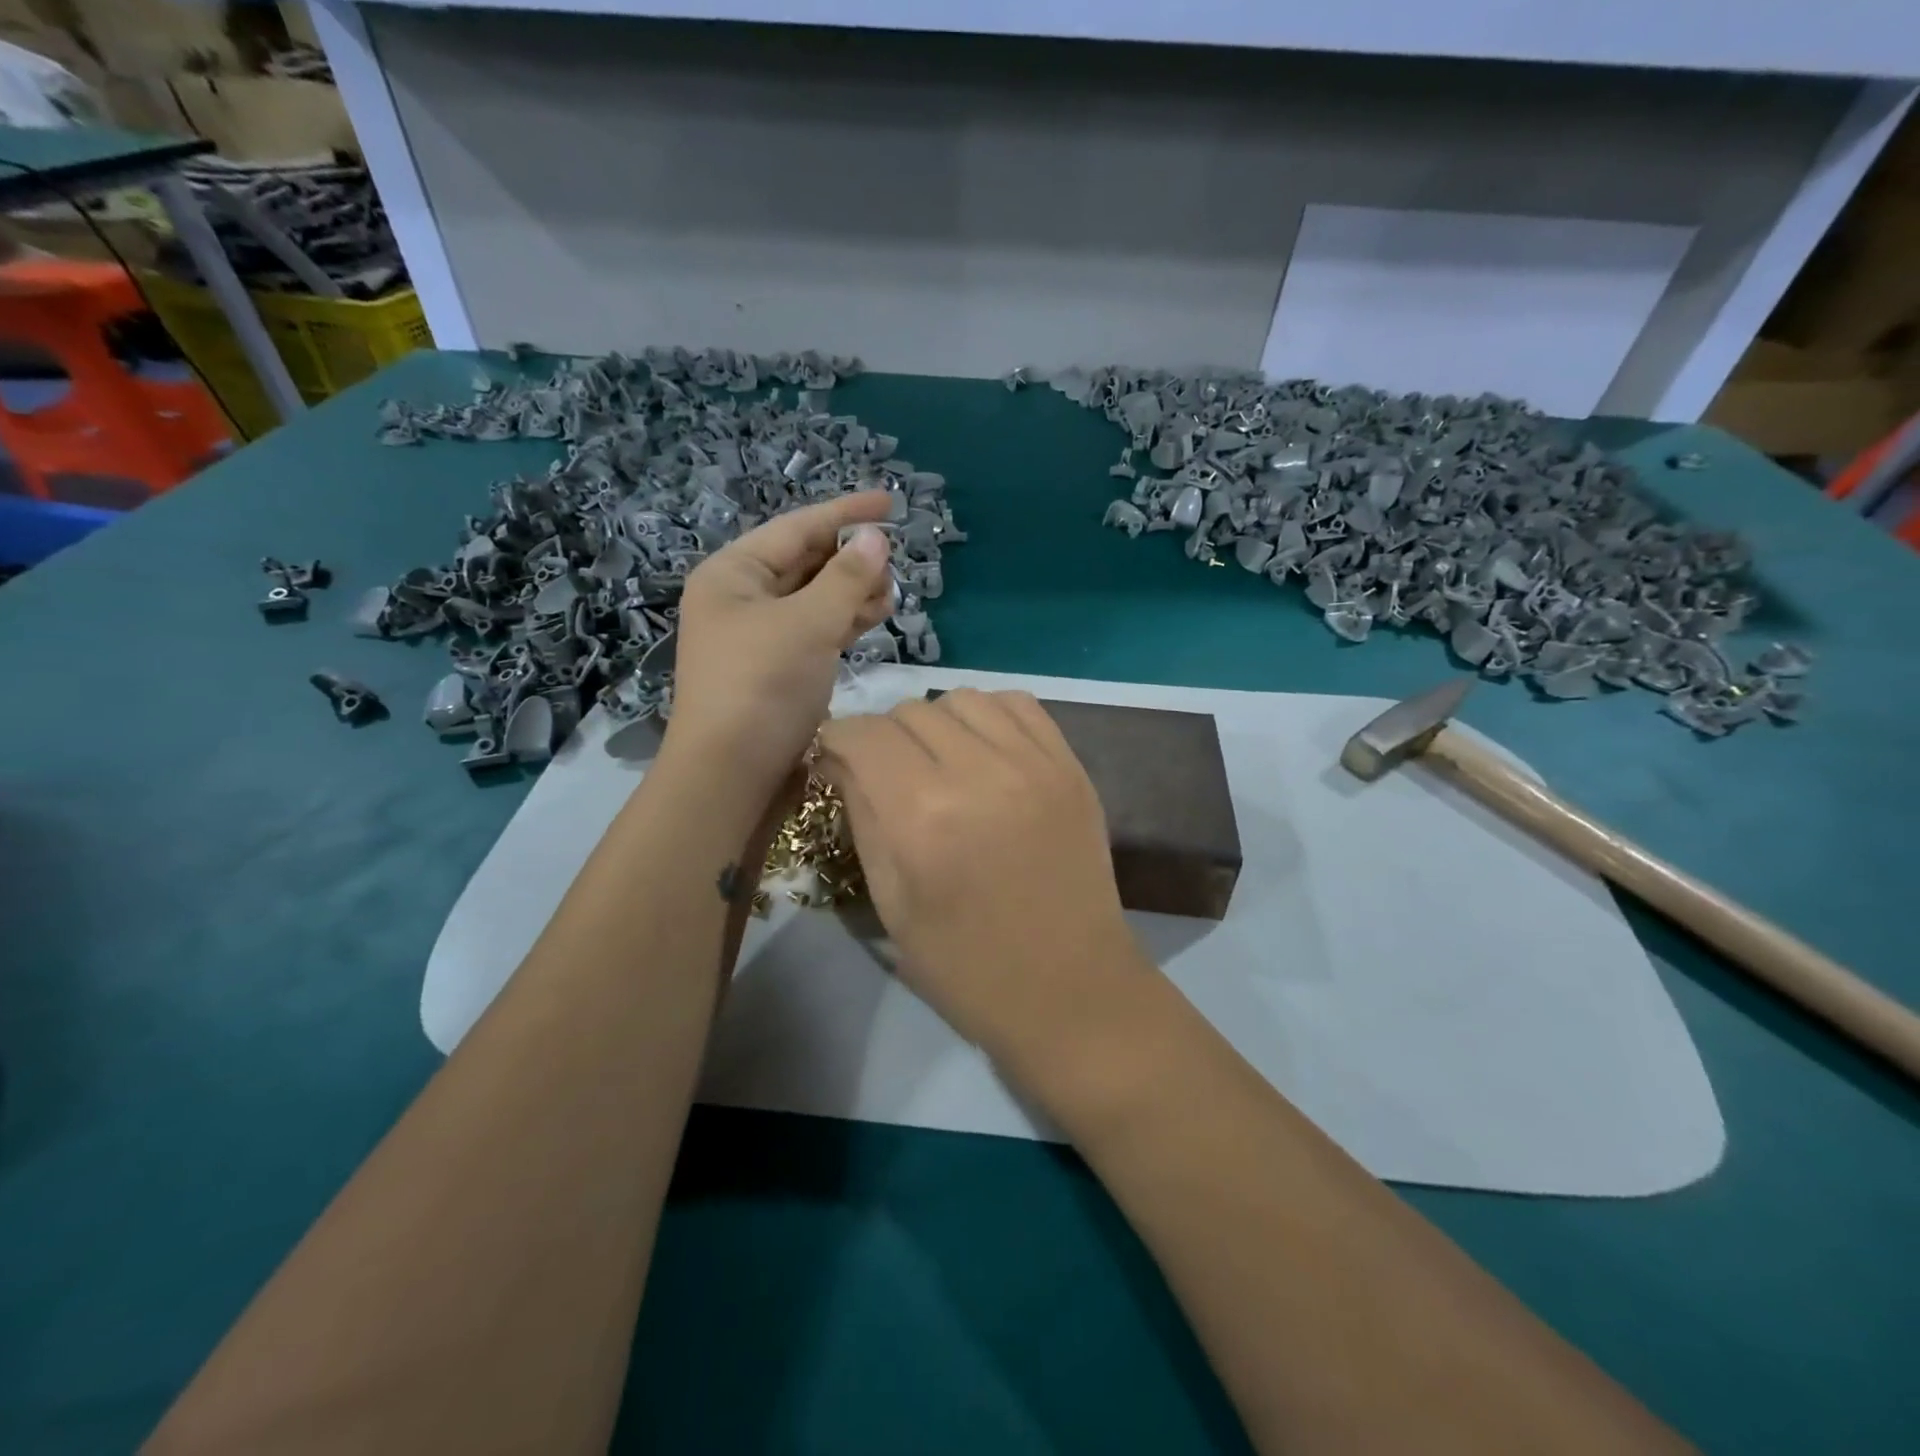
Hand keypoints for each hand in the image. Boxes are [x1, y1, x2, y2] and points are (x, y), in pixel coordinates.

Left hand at [665, 493, 894, 793]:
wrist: (732, 775)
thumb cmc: (762, 687)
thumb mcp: (808, 625)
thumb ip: (846, 578)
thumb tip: (875, 538)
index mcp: (733, 574)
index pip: (797, 528)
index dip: (845, 512)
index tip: (890, 501)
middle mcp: (742, 599)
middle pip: (805, 561)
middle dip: (850, 558)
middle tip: (894, 559)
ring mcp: (759, 636)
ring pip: (814, 598)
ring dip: (852, 591)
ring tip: (890, 592)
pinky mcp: (777, 668)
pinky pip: (815, 629)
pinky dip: (844, 621)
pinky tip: (873, 617)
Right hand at [818, 690, 1144, 1064]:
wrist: (1071, 990)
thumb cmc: (967, 967)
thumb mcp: (892, 903)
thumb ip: (863, 818)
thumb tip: (841, 760)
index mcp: (923, 816)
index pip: (863, 735)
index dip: (838, 739)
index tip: (836, 758)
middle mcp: (978, 773)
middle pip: (910, 711)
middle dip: (884, 735)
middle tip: (887, 772)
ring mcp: (1033, 763)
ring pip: (963, 698)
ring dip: (936, 722)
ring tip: (938, 761)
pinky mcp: (1070, 766)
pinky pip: (1019, 704)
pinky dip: (989, 716)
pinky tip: (984, 751)